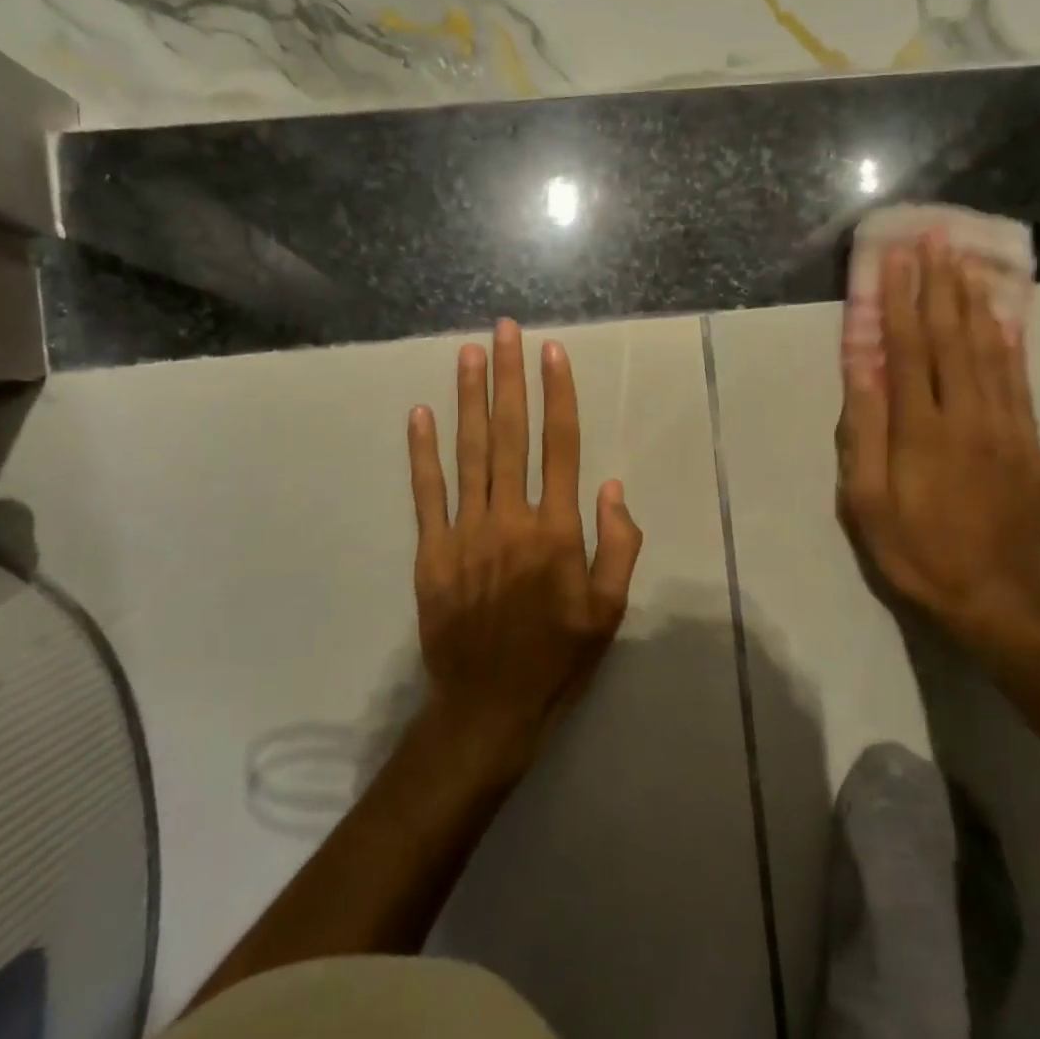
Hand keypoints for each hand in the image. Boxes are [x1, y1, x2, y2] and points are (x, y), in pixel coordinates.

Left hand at [406, 319, 643, 766]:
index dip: (558, 395)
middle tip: (505, 331)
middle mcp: (512, 519)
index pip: (561, 446)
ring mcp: (466, 532)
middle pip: (511, 434)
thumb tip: (612, 488)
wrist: (489, 707)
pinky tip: (421, 414)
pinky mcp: (432, 552)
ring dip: (470, 399)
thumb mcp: (610, 611)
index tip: (552, 353)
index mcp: (557, 531)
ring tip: (469, 354)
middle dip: (509, 377)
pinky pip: (427, 493)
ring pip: (470, 452)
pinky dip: (423, 452)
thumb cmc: (558, 657)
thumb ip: (618, 546)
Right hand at [837, 233, 1039, 628]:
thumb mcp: (867, 499)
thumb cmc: (914, 550)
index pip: (909, 349)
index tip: (895, 257)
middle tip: (936, 237)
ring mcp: (1006, 427)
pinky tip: (1001, 316)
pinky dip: (1008, 341)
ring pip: (990, 351)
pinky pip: (1018, 380)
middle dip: (940, 283)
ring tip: (964, 261)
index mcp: (922, 430)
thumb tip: (861, 366)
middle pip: (952, 337)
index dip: (900, 300)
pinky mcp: (1029, 443)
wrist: (994, 599)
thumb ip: (866, 428)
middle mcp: (968, 416)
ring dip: (974, 301)